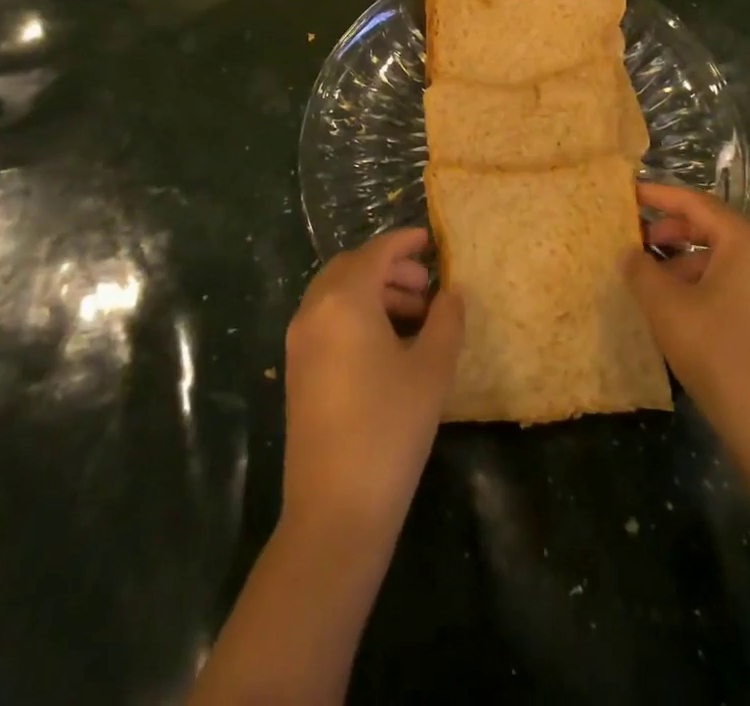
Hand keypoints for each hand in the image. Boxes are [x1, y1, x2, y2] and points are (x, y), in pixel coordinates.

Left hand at [282, 227, 464, 546]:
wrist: (335, 509)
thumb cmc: (390, 428)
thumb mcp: (431, 369)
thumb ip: (446, 320)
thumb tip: (452, 292)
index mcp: (344, 300)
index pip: (376, 252)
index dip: (404, 242)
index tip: (430, 240)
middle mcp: (314, 311)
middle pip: (351, 268)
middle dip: (389, 268)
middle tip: (426, 284)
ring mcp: (300, 342)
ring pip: (337, 294)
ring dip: (374, 292)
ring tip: (414, 315)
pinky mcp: (297, 371)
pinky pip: (327, 320)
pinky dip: (356, 314)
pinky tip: (388, 344)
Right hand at [622, 184, 749, 474]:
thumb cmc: (718, 354)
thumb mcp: (666, 307)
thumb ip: (641, 270)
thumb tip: (630, 253)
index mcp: (747, 243)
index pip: (697, 203)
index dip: (659, 196)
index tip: (628, 193)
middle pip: (713, 228)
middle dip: (671, 232)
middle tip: (636, 242)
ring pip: (723, 259)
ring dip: (684, 262)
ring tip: (651, 282)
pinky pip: (735, 283)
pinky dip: (704, 284)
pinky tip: (679, 310)